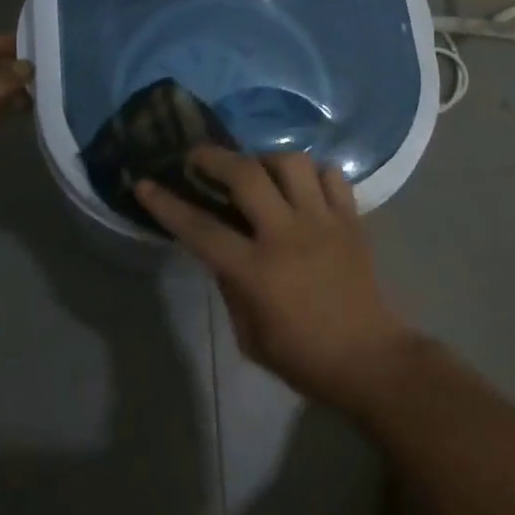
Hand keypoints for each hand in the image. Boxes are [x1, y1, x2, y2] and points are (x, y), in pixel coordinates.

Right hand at [138, 148, 420, 412]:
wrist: (369, 358)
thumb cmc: (303, 356)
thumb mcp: (250, 335)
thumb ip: (230, 286)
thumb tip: (220, 248)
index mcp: (257, 271)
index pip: (201, 228)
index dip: (167, 204)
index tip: (145, 183)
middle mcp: (288, 234)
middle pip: (247, 175)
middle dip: (215, 157)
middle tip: (198, 156)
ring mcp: (324, 221)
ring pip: (292, 163)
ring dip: (267, 159)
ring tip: (258, 170)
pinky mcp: (351, 219)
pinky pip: (332, 175)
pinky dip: (314, 173)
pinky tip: (303, 187)